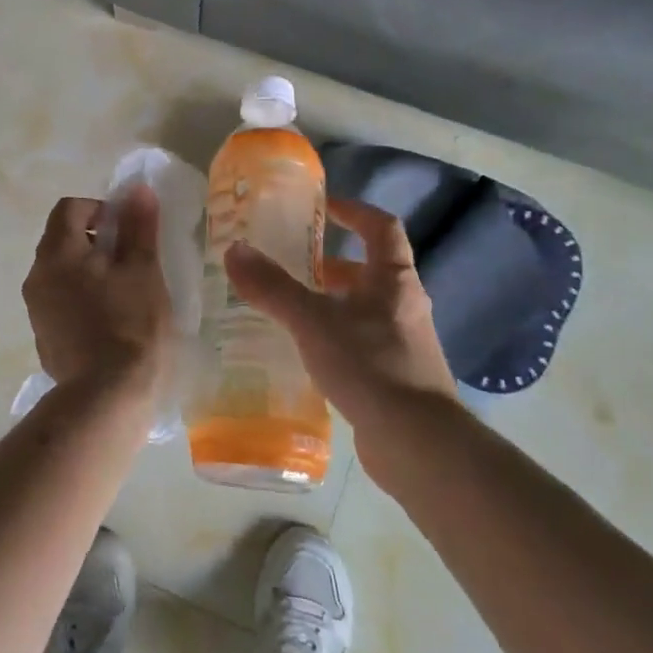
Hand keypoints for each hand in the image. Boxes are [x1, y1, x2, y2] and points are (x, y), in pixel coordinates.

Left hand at [23, 185, 173, 404]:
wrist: (107, 397)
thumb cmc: (130, 326)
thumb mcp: (143, 271)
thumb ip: (138, 227)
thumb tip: (137, 190)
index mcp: (57, 254)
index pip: (69, 208)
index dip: (100, 208)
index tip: (127, 230)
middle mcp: (37, 276)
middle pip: (62, 238)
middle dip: (95, 239)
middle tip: (130, 259)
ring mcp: (36, 309)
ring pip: (61, 272)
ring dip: (88, 269)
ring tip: (124, 290)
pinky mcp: (43, 336)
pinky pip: (60, 300)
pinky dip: (81, 296)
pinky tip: (110, 319)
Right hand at [225, 199, 457, 481]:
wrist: (417, 444)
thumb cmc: (370, 366)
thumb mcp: (313, 321)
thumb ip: (273, 287)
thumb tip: (234, 251)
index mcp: (394, 280)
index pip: (381, 227)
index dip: (352, 211)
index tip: (320, 208)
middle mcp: (404, 305)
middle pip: (368, 269)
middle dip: (328, 263)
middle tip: (288, 262)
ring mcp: (403, 342)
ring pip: (361, 308)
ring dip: (328, 301)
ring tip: (285, 307)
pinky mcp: (395, 376)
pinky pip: (359, 341)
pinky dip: (332, 336)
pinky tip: (302, 351)